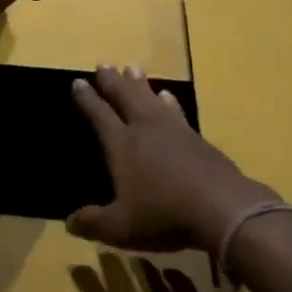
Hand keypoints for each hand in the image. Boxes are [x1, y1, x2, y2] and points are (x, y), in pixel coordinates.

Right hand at [68, 65, 274, 252]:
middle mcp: (145, 129)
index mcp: (122, 145)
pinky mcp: (196, 138)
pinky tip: (168, 96)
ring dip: (139, 83)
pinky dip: (168, 100)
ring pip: (151, 98)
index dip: (87, 99)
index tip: (78, 82)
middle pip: (125, 97)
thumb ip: (93, 223)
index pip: (99, 115)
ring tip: (132, 68)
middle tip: (104, 64)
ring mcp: (174, 130)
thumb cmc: (164, 214)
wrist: (222, 208)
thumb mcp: (121, 227)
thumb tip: (69, 222)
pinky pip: (176, 110)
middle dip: (112, 81)